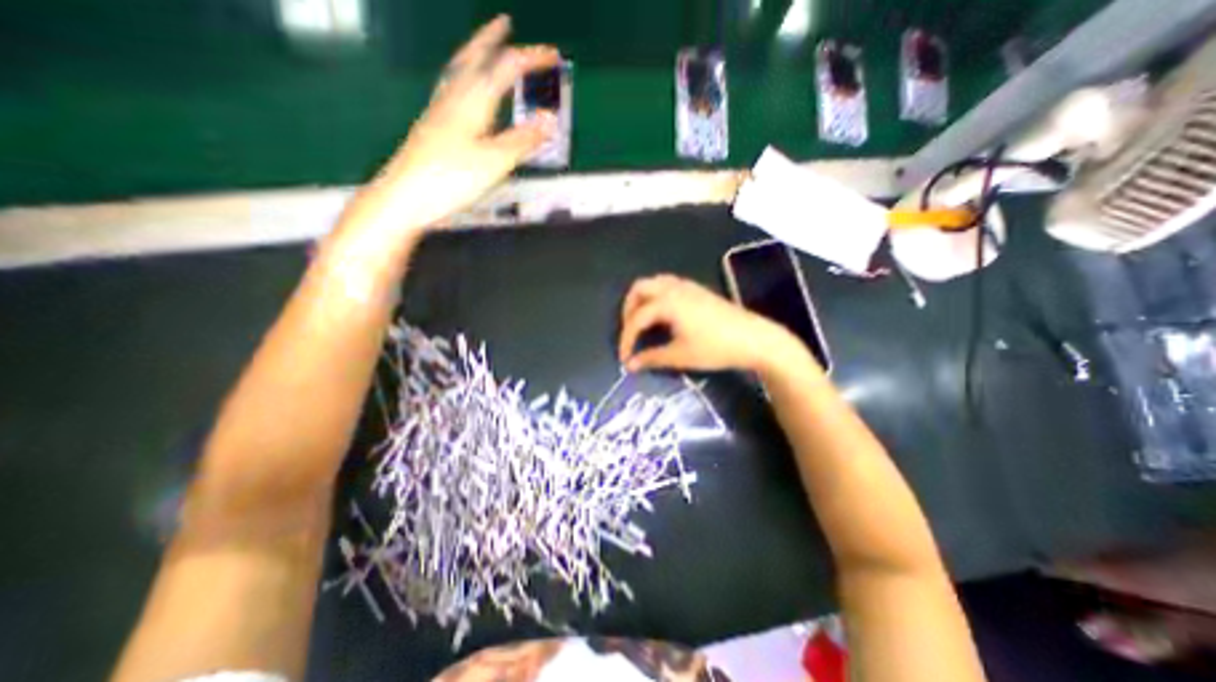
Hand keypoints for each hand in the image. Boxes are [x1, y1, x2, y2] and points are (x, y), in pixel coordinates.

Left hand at [342, 12, 558, 239]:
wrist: (406, 195)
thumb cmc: (451, 178)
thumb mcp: (495, 161)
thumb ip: (523, 140)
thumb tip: (550, 120)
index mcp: (473, 100)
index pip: (506, 67)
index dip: (531, 58)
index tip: (553, 55)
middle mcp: (454, 97)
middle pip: (475, 57)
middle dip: (493, 39)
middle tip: (505, 23)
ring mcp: (440, 109)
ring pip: (459, 70)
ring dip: (475, 52)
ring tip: (484, 45)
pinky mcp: (433, 124)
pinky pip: (451, 88)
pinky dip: (463, 76)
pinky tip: (462, 87)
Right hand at [614, 275, 803, 373]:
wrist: (754, 338)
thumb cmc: (716, 347)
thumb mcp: (681, 355)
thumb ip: (652, 358)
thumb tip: (631, 365)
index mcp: (667, 302)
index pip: (637, 318)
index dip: (627, 339)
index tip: (625, 359)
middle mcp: (674, 288)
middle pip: (640, 288)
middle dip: (629, 309)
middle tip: (630, 331)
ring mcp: (687, 286)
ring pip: (654, 283)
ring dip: (642, 299)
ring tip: (642, 321)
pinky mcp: (698, 290)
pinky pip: (668, 284)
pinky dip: (657, 295)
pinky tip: (663, 313)